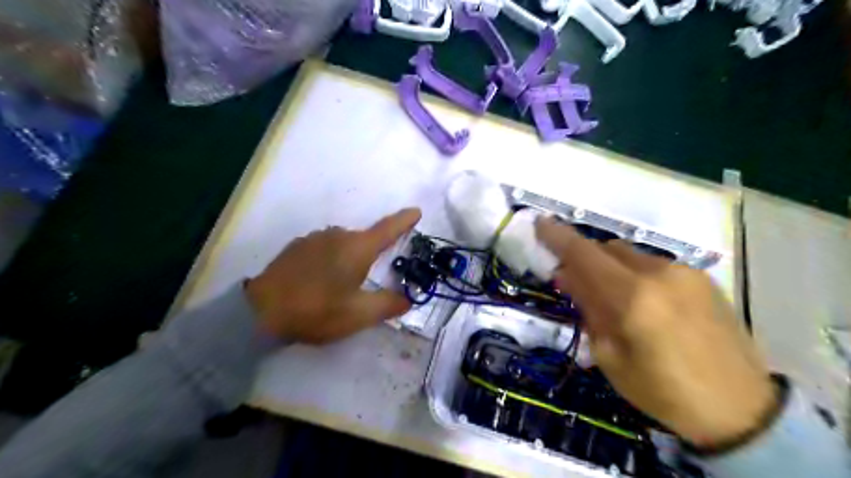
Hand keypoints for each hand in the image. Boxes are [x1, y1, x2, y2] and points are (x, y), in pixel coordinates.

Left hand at [245, 208, 419, 342]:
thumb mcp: (358, 315)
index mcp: (357, 248)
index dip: (404, 220)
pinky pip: (324, 248)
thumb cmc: (316, 310)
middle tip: (370, 281)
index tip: (416, 211)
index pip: (387, 229)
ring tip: (342, 285)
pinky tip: (320, 280)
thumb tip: (407, 299)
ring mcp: (314, 238)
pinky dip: (331, 259)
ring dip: (350, 258)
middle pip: (365, 240)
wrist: (260, 311)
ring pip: (343, 244)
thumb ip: (388, 305)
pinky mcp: (297, 246)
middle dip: (373, 254)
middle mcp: (337, 235)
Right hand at [537, 216, 776, 447]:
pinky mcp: (702, 279)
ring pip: (630, 256)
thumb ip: (589, 309)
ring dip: (610, 268)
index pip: (584, 255)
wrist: (743, 410)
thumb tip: (567, 276)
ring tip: (612, 298)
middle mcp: (659, 274)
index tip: (539, 223)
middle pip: (606, 248)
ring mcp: (685, 273)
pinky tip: (644, 303)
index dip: (558, 237)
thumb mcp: (610, 357)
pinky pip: (654, 266)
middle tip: (573, 282)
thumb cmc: (663, 391)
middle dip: (584, 259)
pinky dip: (635, 275)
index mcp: (633, 298)